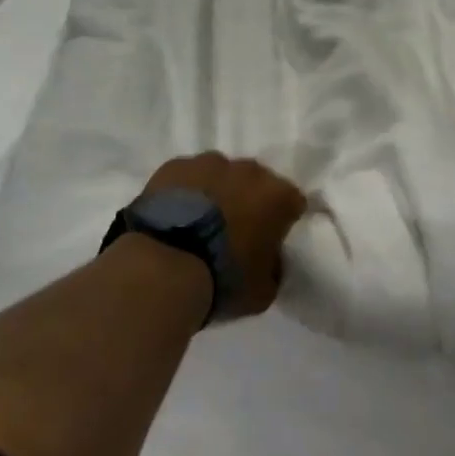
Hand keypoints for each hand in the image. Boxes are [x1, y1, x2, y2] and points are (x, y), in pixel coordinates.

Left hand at [143, 153, 306, 320]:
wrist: (161, 268)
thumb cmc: (221, 280)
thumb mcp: (263, 291)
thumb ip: (275, 270)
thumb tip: (270, 261)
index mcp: (279, 197)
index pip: (293, 203)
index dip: (283, 222)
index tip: (269, 242)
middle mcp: (251, 171)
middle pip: (257, 183)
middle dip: (249, 202)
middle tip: (233, 233)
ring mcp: (210, 163)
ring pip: (221, 175)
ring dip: (217, 193)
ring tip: (198, 225)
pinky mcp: (174, 166)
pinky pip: (187, 177)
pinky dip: (186, 192)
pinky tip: (173, 216)